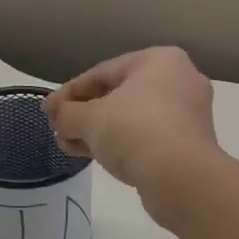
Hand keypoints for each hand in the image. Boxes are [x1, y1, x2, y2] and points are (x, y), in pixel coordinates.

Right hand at [44, 48, 218, 200]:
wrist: (181, 178)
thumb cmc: (135, 132)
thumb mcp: (90, 119)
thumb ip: (67, 113)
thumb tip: (56, 115)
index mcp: (160, 60)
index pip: (103, 72)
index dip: (69, 92)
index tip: (48, 110)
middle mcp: (180, 80)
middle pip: (119, 95)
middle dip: (85, 114)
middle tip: (59, 130)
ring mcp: (189, 114)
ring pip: (133, 119)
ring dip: (99, 132)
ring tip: (70, 147)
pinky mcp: (190, 144)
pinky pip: (148, 137)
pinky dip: (122, 144)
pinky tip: (97, 157)